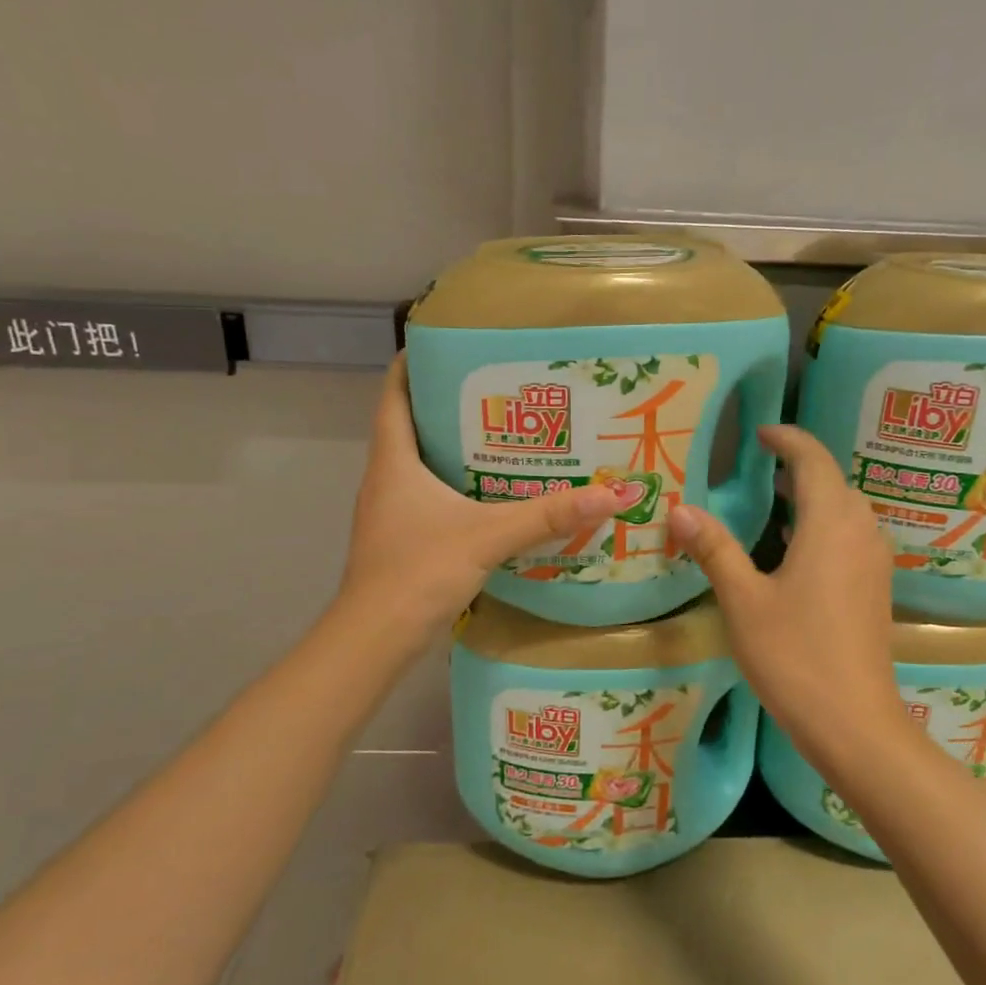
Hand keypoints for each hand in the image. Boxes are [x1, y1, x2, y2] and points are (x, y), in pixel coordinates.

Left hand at [339, 357, 621, 645]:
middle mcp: (386, 479)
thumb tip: (610, 495)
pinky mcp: (402, 539)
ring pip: (421, 464)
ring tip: (504, 436)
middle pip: (411, 425)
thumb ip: (546, 515)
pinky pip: (429, 496)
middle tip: (499, 391)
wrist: (376, 638)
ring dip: (455, 447)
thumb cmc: (419, 571)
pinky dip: (457, 485)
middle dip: (450, 404)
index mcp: (394, 460)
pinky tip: (492, 495)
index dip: (413, 364)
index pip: (394, 394)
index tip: (449, 346)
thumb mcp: (487, 536)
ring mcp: (391, 512)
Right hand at [666, 425, 904, 755]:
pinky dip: (824, 525)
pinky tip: (796, 549)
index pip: (813, 460)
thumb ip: (714, 549)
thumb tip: (680, 508)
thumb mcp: (743, 600)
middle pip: (834, 481)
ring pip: (846, 509)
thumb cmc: (794, 656)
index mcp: (830, 524)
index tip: (760, 432)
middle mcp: (861, 532)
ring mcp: (873, 562)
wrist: (854, 723)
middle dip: (800, 466)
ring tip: (775, 499)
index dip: (788, 439)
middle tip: (760, 467)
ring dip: (814, 496)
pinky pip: (851, 536)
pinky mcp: (875, 589)